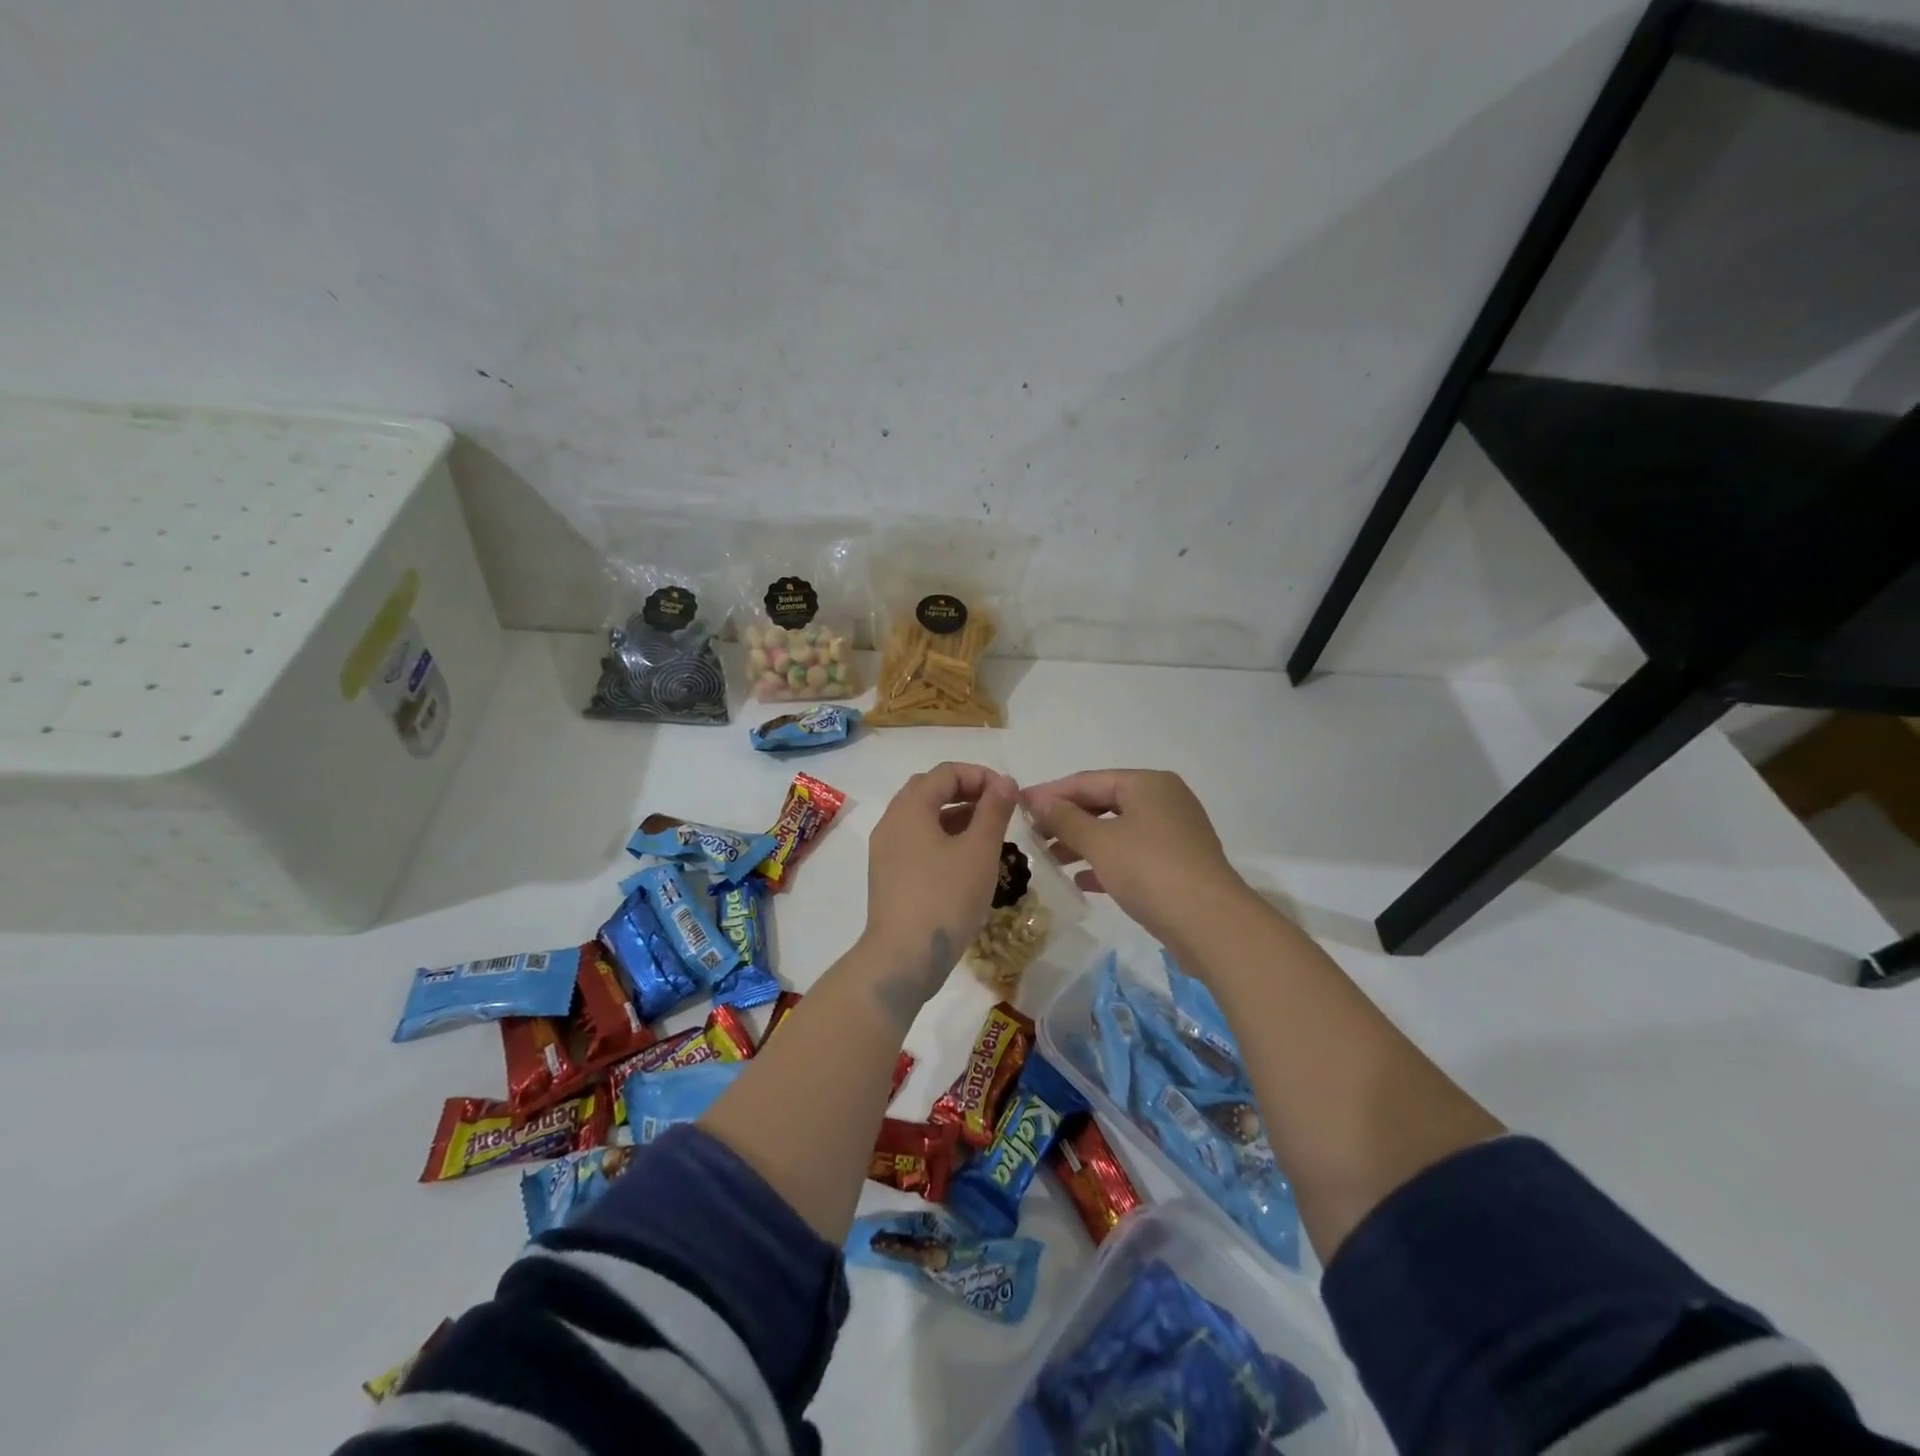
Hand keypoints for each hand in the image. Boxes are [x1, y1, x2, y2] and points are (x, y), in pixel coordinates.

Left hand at [861, 762, 1018, 1010]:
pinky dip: (941, 837)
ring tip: (988, 833)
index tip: (1008, 795)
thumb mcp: (979, 851)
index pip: (945, 772)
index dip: (980, 775)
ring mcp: (885, 851)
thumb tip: (1004, 781)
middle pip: (929, 790)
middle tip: (997, 809)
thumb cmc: (945, 898)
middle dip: (965, 792)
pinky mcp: (888, 875)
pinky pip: (916, 841)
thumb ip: (994, 810)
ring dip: (954, 815)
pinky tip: (966, 860)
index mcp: (910, 809)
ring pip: (922, 817)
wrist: (903, 958)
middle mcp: (891, 822)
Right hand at [1023, 770, 1250, 950]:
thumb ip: (1064, 818)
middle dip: (1067, 819)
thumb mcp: (1099, 841)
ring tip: (1051, 859)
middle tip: (1033, 836)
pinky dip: (1107, 862)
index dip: (1051, 793)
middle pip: (1104, 803)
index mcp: (1147, 784)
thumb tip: (1036, 799)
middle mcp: (1164, 800)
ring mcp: (1175, 833)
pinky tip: (1082, 881)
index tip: (1019, 806)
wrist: (1211, 924)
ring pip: (1118, 830)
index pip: (1088, 780)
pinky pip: (1133, 854)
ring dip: (1083, 843)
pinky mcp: (1179, 864)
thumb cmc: (1150, 870)